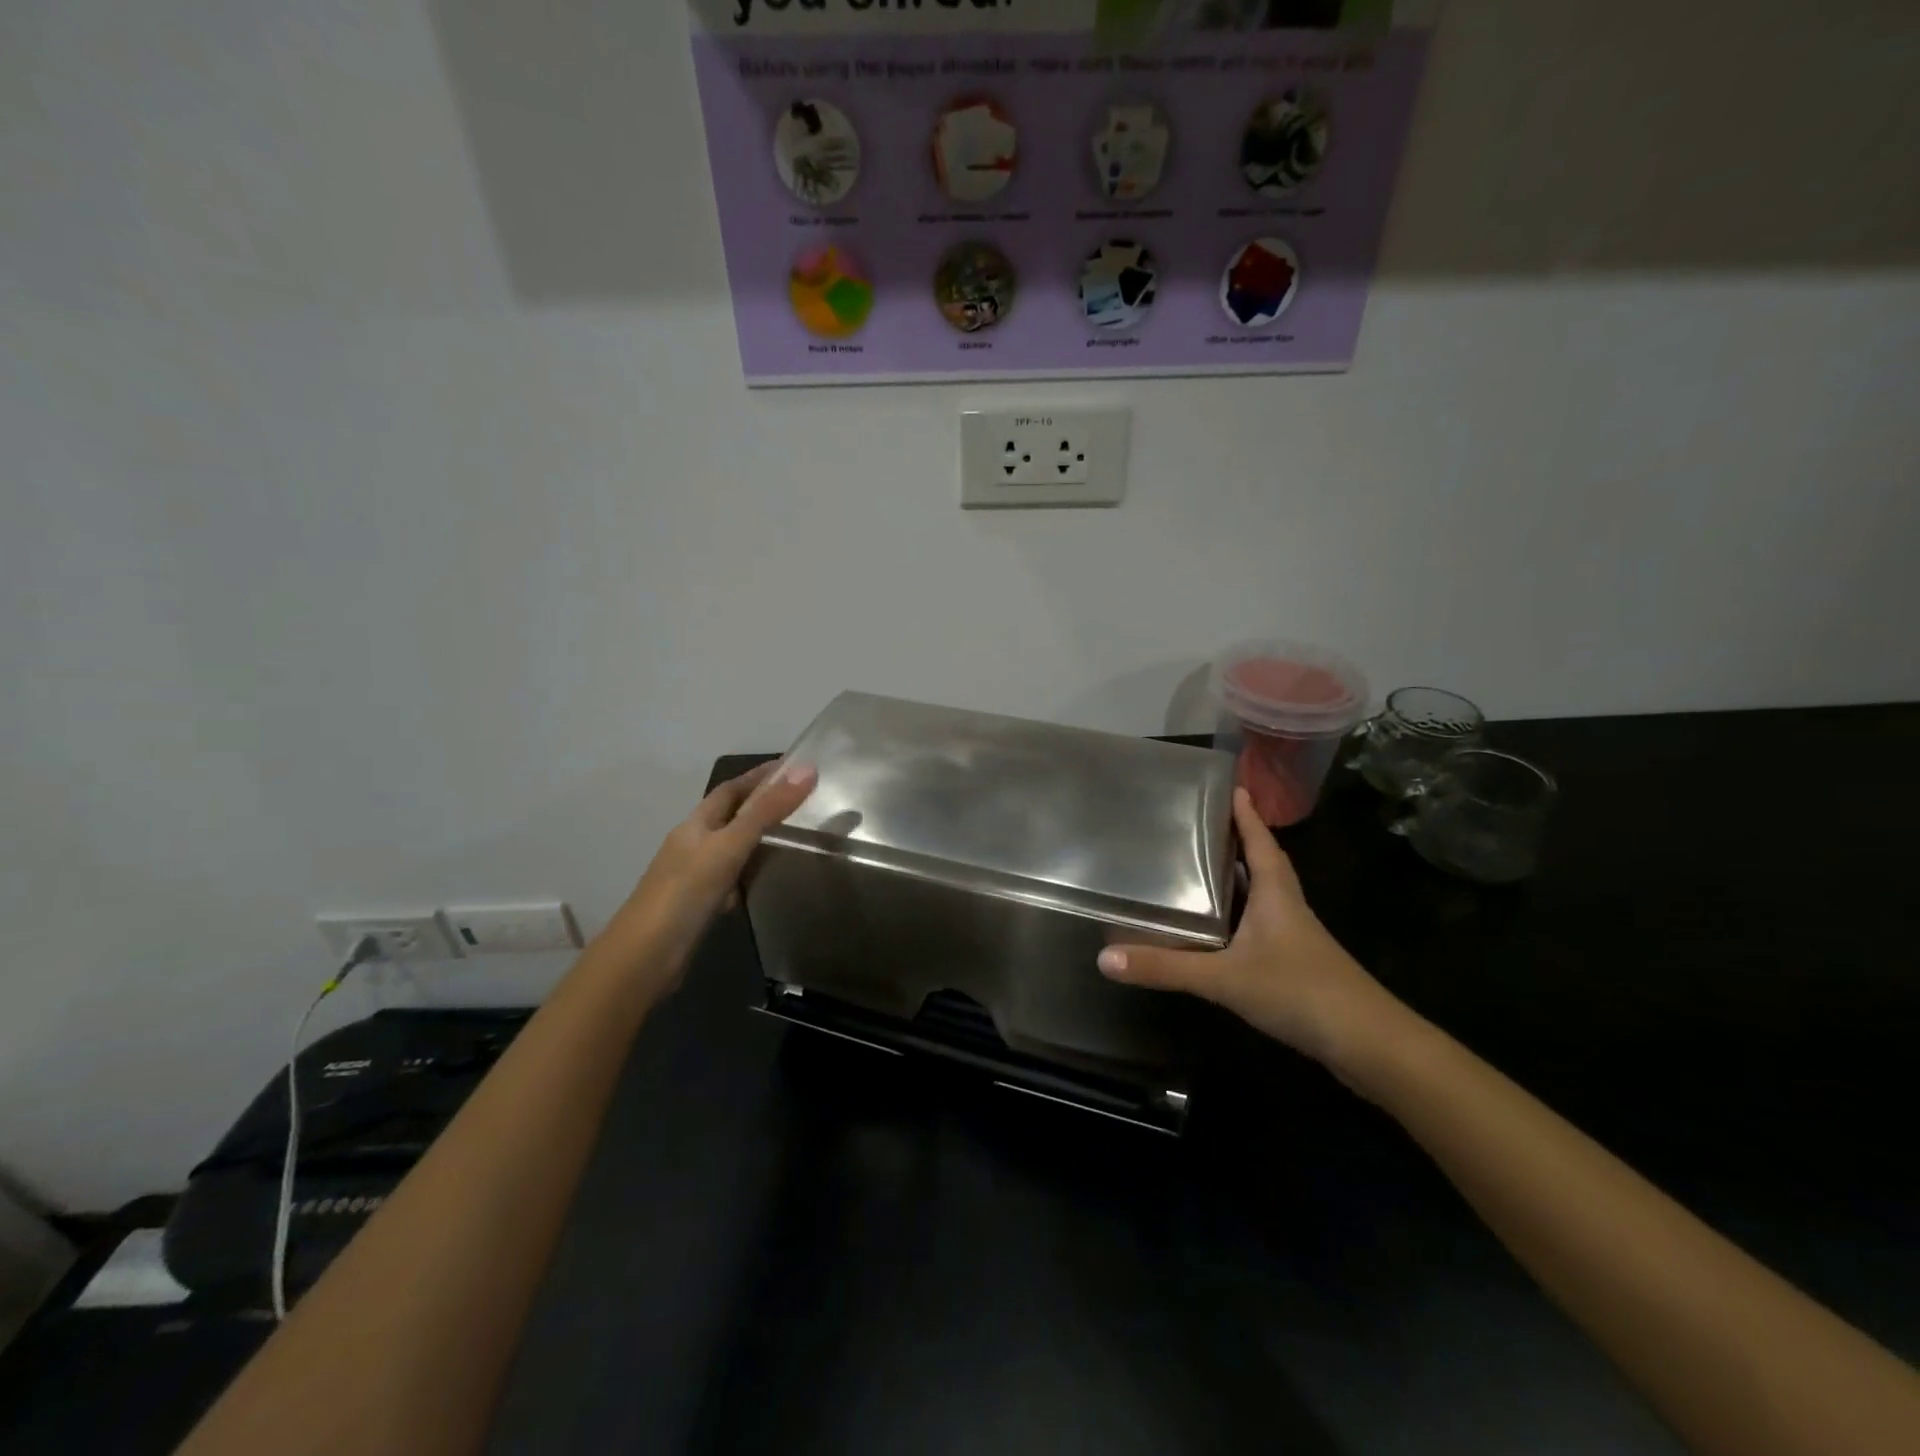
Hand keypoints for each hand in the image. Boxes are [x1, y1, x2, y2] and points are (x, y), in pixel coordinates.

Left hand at [604, 759, 816, 988]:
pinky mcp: (700, 905)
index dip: (759, 776)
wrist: (645, 957)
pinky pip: (731, 878)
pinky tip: (766, 879)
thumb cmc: (686, 892)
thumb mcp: (730, 845)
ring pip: (731, 848)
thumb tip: (807, 769)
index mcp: (695, 824)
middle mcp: (692, 845)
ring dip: (757, 838)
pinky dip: (750, 872)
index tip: (792, 767)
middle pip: (729, 816)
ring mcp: (694, 876)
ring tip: (793, 835)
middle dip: (760, 804)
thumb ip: (767, 811)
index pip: (730, 789)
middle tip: (802, 801)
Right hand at [1097, 787, 1398, 1072]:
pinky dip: (1238, 917)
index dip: (1245, 816)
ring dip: (1237, 880)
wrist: (1369, 1045)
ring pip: (1262, 897)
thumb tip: (1105, 958)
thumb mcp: (1225, 978)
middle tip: (1201, 825)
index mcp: (1277, 895)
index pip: (1260, 843)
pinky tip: (1217, 930)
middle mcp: (1287, 908)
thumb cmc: (1300, 993)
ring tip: (1200, 868)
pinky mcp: (1295, 966)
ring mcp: (1294, 938)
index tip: (1232, 787)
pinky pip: (1260, 927)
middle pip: (1262, 864)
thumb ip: (1166, 968)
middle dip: (1237, 843)